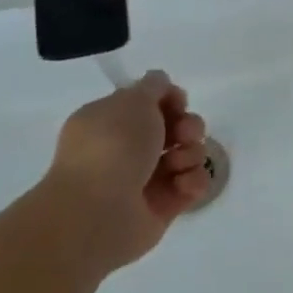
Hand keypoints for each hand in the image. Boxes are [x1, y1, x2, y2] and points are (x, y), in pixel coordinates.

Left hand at [41, 71, 211, 271]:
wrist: (100, 211)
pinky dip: (193, 182)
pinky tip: (182, 186)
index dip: (170, 99)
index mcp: (110, 123)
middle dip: (189, 127)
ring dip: (192, 154)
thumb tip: (160, 81)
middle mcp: (127, 150)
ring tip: (178, 165)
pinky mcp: (164, 206)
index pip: (150, 104)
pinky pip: (193, 184)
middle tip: (184, 134)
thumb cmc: (113, 147)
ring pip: (188, 155)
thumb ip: (153, 86)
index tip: (177, 102)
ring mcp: (146, 179)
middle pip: (176, 129)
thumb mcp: (133, 101)